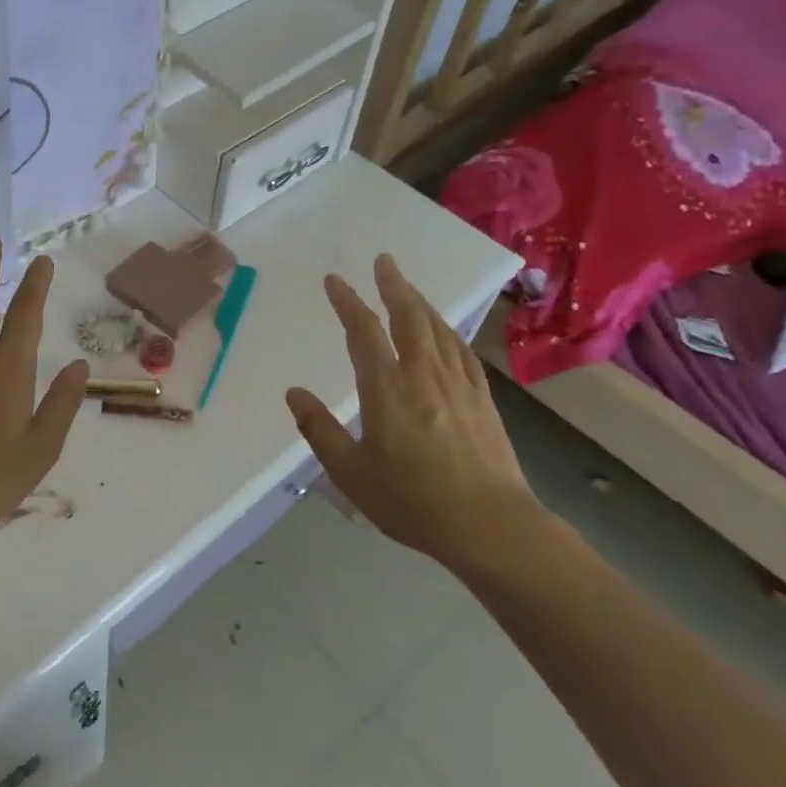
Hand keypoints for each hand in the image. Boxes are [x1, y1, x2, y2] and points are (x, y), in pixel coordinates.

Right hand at [286, 254, 544, 573]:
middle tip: (383, 260)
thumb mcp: (351, 473)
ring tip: (407, 288)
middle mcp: (424, 375)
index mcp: (387, 389)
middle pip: (409, 316)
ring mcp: (458, 384)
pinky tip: (444, 331)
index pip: (364, 332)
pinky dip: (447, 330)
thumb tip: (294, 392)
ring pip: (438, 328)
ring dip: (420, 302)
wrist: (491, 526)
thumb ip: (319, 430)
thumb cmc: (413, 501)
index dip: (347, 302)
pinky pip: (461, 350)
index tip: (334, 280)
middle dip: (393, 285)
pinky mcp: (482, 398)